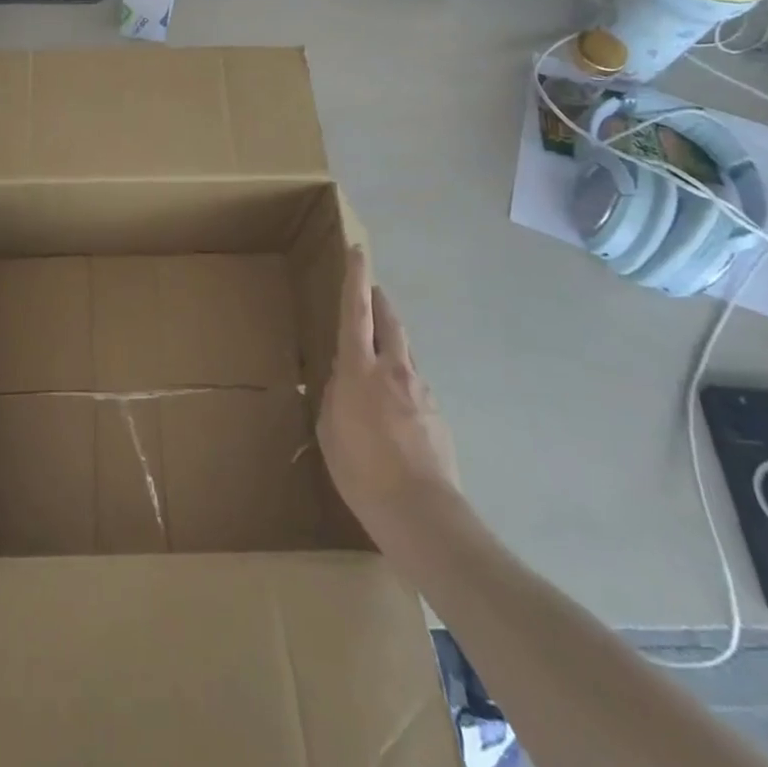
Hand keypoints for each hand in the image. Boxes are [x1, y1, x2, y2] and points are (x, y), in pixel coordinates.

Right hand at [317, 248, 457, 533]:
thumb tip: (341, 380)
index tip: (358, 251)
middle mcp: (394, 370)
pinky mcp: (438, 415)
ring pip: (405, 353)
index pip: (357, 312)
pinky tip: (394, 410)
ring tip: (378, 357)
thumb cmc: (362, 471)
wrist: (422, 515)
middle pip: (390, 322)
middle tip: (372, 290)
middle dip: (380, 302)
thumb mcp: (330, 432)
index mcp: (360, 369)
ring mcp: (421, 391)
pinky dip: (402, 383)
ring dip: (392, 344)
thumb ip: (333, 397)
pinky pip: (415, 386)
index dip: (356, 278)